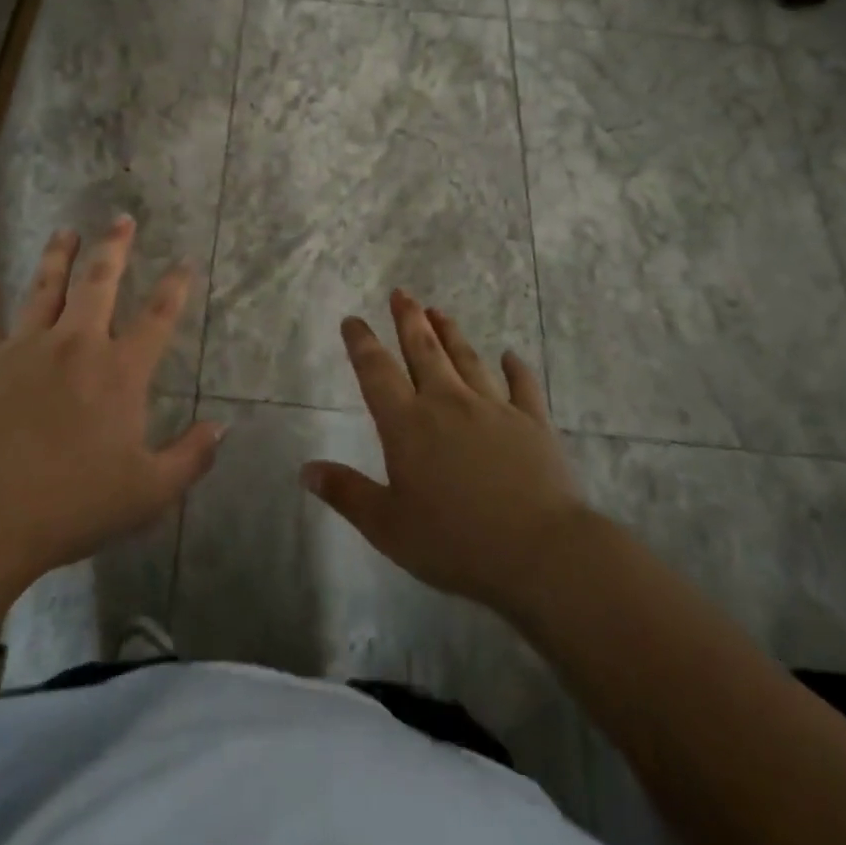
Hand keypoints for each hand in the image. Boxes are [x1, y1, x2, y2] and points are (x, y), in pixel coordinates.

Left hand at [0, 217, 224, 582]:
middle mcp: (75, 344)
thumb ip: (190, 458)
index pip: (157, 318)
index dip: (174, 287)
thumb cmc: (71, 504)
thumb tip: (223, 428)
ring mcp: (24, 347)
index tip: (183, 261)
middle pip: (99, 282)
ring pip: (44, 287)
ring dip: (57, 256)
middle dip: (114, 247)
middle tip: (121, 218)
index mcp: (119, 371)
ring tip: (66, 230)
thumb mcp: (148, 493)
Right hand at [302, 291, 592, 618]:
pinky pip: (522, 385)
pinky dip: (515, 368)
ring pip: (467, 358)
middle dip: (409, 320)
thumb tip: (306, 469)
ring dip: (451, 333)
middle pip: (424, 350)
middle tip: (402, 293)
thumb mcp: (388, 526)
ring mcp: (492, 407)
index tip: (353, 320)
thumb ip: (347, 493)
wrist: (540, 551)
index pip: (376, 372)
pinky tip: (510, 355)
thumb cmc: (455, 542)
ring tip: (439, 311)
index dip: (362, 343)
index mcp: (408, 424)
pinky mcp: (532, 421)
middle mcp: (447, 403)